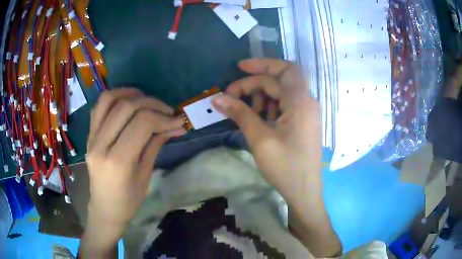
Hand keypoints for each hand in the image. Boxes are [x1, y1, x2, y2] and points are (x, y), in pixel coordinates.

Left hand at [82, 88, 185, 252]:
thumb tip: (176, 125)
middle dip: (151, 103)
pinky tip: (128, 103)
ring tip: (146, 100)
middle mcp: (101, 144)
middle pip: (126, 106)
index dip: (163, 117)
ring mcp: (91, 138)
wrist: (104, 209)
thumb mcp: (146, 175)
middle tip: (167, 110)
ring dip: (131, 93)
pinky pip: (99, 107)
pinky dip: (115, 98)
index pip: (142, 123)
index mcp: (118, 161)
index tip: (178, 120)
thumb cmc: (128, 201)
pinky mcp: (89, 135)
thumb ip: (156, 144)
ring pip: (108, 99)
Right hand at [212, 58, 321, 200]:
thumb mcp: (260, 139)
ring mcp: (305, 113)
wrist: (304, 192)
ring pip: (280, 94)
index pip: (283, 71)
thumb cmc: (285, 167)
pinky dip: (268, 108)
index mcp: (301, 102)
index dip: (261, 65)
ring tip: (244, 111)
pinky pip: (284, 107)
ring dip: (260, 97)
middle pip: (279, 82)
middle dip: (254, 84)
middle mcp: (307, 102)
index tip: (239, 68)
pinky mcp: (302, 123)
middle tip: (230, 96)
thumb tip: (217, 98)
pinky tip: (257, 119)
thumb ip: (240, 113)